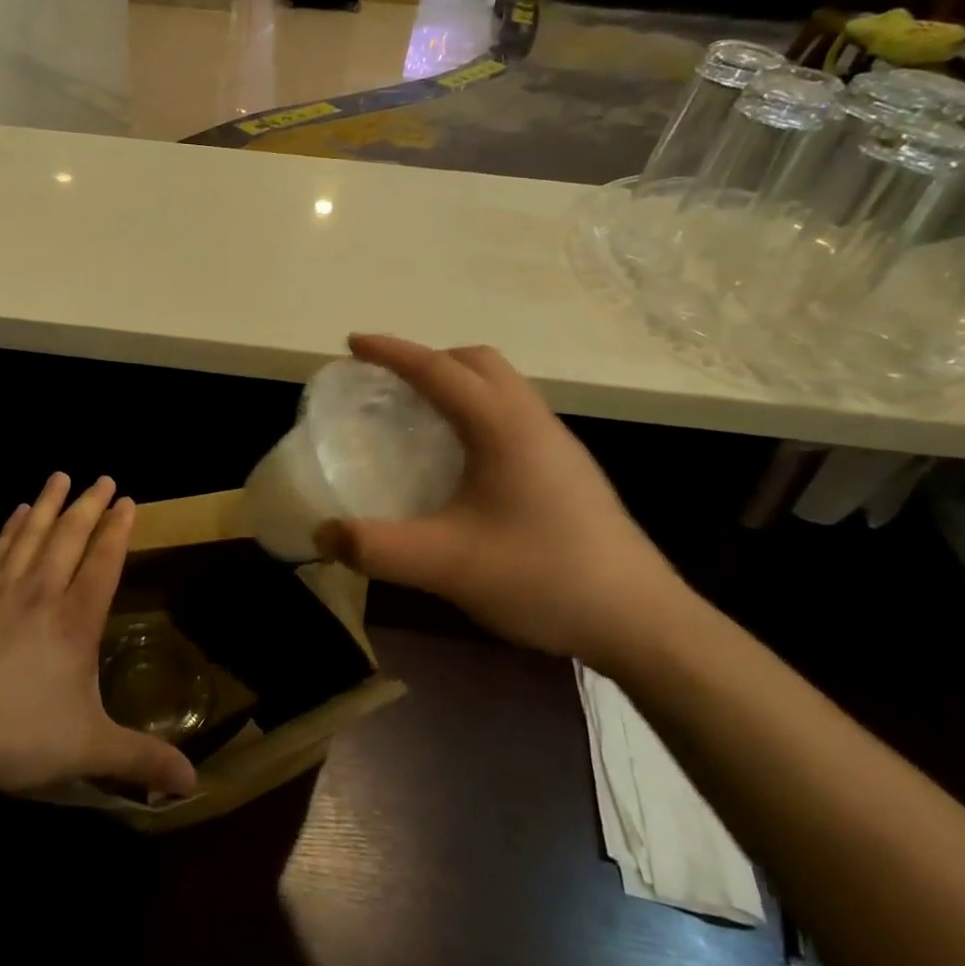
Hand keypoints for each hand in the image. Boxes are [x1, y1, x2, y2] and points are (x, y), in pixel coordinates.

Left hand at [0, 473, 197, 800]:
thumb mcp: (87, 751)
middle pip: (69, 538)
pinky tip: (15, 515)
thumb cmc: (13, 737)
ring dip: (49, 504)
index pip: (103, 563)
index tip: (127, 500)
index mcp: (74, 623)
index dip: (117, 530)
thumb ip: (141, 760)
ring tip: (60, 476)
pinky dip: (10, 529)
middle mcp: (40, 595)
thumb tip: (194, 782)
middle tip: (103, 477)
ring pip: (31, 536)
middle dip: (89, 505)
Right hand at [316, 334, 691, 665]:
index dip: (392, 352)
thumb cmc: (542, 576)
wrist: (641, 621)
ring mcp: (558, 445)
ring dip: (458, 384)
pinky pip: (514, 415)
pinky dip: (478, 411)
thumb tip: (323, 534)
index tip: (352, 344)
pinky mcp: (568, 471)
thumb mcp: (446, 564)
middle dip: (429, 359)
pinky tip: (462, 461)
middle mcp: (533, 421)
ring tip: (420, 414)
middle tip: (388, 383)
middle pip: (478, 362)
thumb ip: (377, 548)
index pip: (438, 369)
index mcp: (503, 426)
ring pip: (502, 387)